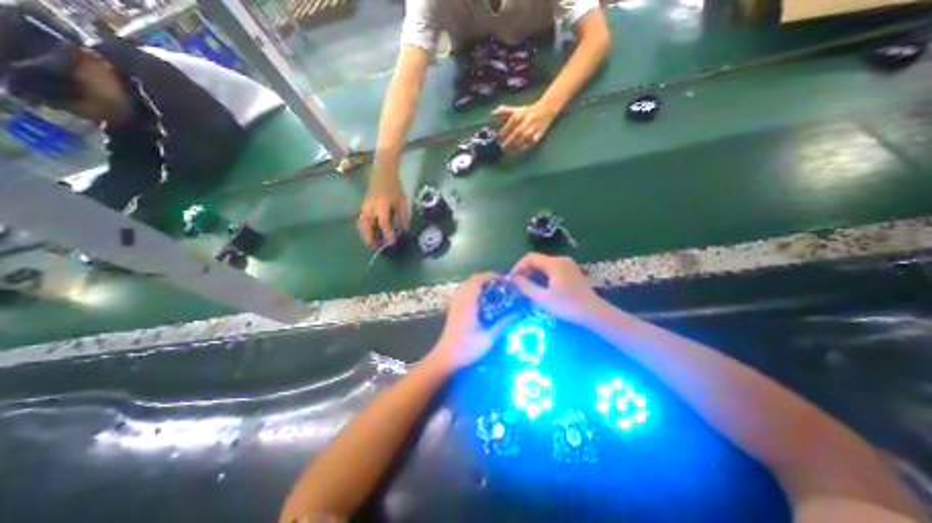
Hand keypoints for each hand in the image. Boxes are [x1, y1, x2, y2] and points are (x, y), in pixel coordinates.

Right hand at [357, 173, 407, 250]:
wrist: (382, 173)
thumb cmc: (394, 187)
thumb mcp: (402, 201)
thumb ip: (403, 216)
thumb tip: (405, 230)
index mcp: (382, 206)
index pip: (384, 224)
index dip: (387, 235)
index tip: (391, 244)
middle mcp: (370, 208)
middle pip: (366, 227)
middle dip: (370, 239)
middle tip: (376, 248)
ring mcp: (364, 207)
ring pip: (361, 225)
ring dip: (365, 235)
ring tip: (372, 243)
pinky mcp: (362, 206)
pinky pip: (360, 221)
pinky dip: (363, 229)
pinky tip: (369, 233)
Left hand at [428, 272, 517, 370]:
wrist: (446, 357)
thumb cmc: (467, 348)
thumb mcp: (489, 337)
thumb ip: (504, 322)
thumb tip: (519, 312)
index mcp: (468, 302)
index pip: (478, 279)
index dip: (492, 276)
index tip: (505, 281)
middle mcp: (460, 298)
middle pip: (473, 279)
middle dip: (489, 279)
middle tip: (503, 287)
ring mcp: (455, 303)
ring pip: (469, 285)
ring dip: (482, 284)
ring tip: (496, 293)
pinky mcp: (454, 308)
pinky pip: (465, 292)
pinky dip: (476, 291)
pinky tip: (485, 302)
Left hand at [491, 102, 556, 152]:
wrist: (547, 109)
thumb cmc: (529, 111)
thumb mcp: (517, 108)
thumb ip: (504, 111)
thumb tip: (492, 113)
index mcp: (521, 113)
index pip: (511, 122)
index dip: (504, 131)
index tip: (498, 139)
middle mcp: (528, 120)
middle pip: (518, 132)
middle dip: (509, 141)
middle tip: (502, 148)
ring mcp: (534, 127)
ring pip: (525, 138)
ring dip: (517, 145)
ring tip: (509, 152)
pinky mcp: (540, 134)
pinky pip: (532, 142)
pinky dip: (526, 147)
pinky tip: (519, 151)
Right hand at [510, 253, 604, 325]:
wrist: (594, 313)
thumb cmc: (568, 305)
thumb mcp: (543, 298)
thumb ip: (526, 286)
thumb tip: (513, 279)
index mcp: (554, 264)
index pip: (530, 258)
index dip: (518, 266)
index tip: (512, 279)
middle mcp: (561, 260)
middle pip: (537, 260)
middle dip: (525, 270)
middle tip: (517, 284)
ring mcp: (567, 265)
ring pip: (544, 265)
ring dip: (533, 273)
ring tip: (526, 286)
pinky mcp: (571, 271)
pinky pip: (551, 269)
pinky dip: (542, 275)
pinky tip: (539, 286)